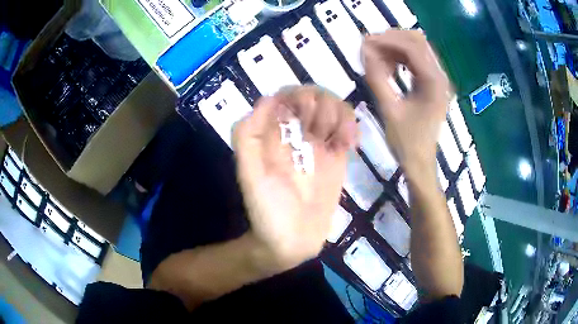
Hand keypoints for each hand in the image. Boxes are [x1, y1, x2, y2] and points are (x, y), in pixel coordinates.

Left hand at [233, 86, 356, 271]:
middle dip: (322, 105)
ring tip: (341, 140)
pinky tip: (351, 144)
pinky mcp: (335, 158)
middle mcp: (294, 134)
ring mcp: (317, 144)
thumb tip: (269, 98)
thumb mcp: (249, 174)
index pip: (287, 95)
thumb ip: (249, 135)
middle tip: (322, 133)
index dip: (299, 96)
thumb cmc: (267, 211)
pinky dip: (351, 127)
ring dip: (340, 115)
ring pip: (332, 109)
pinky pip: (345, 129)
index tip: (305, 117)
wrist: (291, 242)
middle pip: (313, 96)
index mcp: (272, 133)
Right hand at [362, 30, 450, 180]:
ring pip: (417, 48)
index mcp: (434, 83)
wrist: (420, 162)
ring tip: (375, 56)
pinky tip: (387, 66)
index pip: (412, 47)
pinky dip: (400, 58)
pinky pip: (417, 60)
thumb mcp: (388, 109)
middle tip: (369, 47)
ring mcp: (438, 80)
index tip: (365, 42)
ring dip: (395, 47)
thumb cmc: (406, 141)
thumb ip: (376, 77)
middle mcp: (440, 76)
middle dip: (392, 39)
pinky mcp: (433, 84)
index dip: (388, 40)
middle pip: (417, 41)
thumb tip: (365, 50)